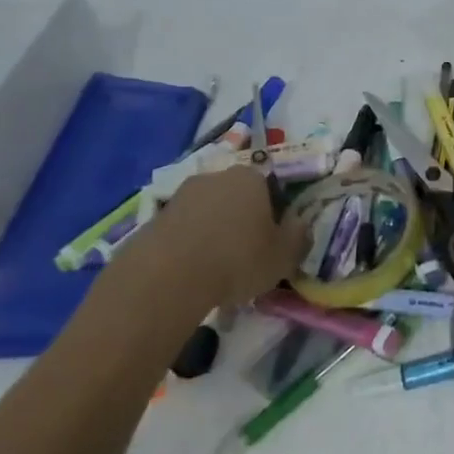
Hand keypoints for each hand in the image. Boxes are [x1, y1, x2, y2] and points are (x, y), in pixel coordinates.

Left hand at [109, 167, 308, 318]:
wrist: (167, 277)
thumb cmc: (237, 259)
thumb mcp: (284, 255)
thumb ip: (299, 236)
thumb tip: (299, 223)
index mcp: (251, 177)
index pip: (270, 188)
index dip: (274, 214)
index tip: (272, 240)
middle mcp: (216, 176)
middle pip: (236, 196)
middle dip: (241, 219)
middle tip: (245, 253)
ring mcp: (181, 195)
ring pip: (208, 212)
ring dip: (213, 231)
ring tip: (216, 267)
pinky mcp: (154, 217)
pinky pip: (183, 229)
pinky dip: (189, 244)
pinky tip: (191, 272)